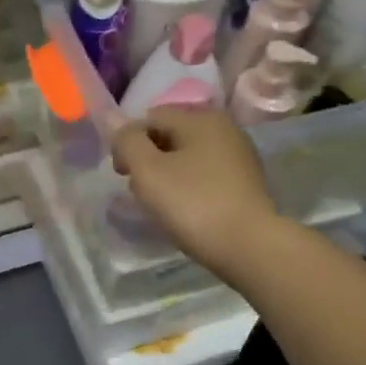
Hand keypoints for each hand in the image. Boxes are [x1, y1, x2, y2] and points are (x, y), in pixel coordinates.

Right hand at [111, 106, 282, 282]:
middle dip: (149, 158)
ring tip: (163, 203)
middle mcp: (224, 127)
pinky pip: (206, 173)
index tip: (122, 175)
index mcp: (200, 117)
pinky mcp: (246, 181)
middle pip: (171, 134)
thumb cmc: (194, 204)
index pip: (150, 118)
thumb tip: (115, 121)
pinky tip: (188, 209)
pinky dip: (191, 185)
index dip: (128, 142)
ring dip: (169, 173)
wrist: (250, 247)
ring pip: (189, 155)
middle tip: (140, 190)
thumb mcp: (148, 172)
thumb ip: (128, 142)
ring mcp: (239, 154)